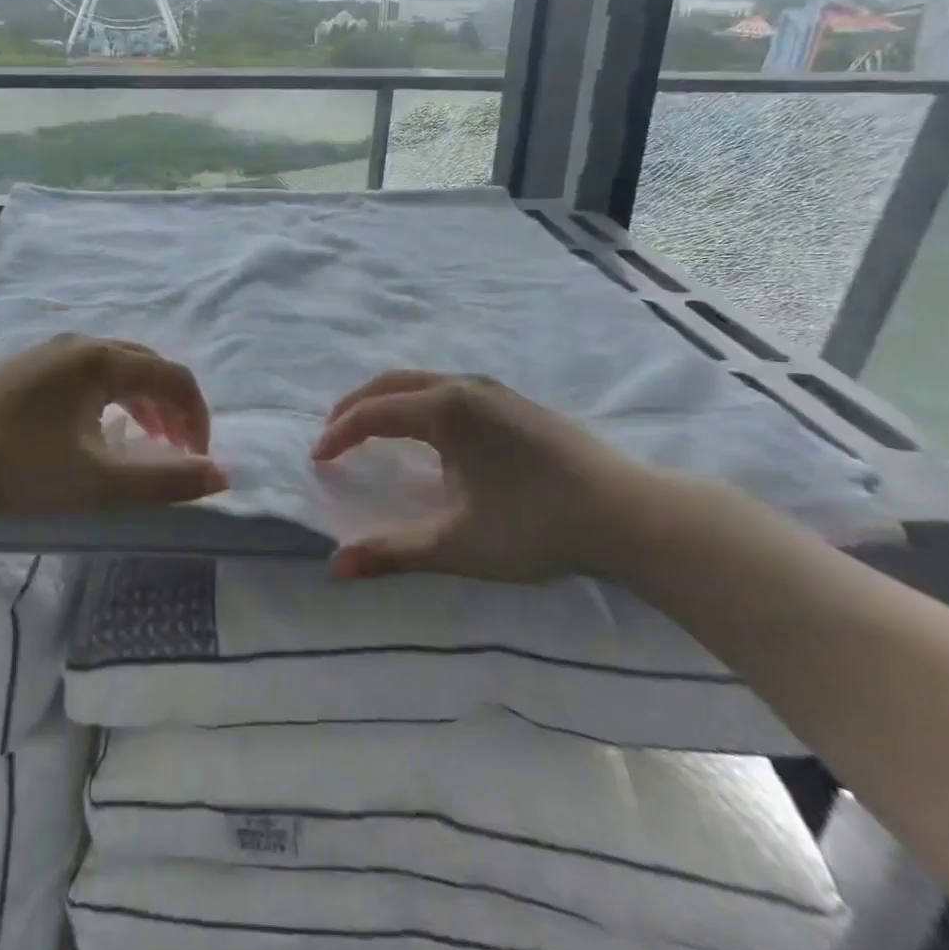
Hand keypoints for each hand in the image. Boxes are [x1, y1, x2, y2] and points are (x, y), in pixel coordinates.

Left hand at [0, 336, 226, 523]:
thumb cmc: (20, 467)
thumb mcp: (100, 482)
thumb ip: (166, 480)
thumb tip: (222, 476)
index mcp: (103, 360)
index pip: (172, 376)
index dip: (196, 415)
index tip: (199, 456)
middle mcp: (80, 344)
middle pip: (146, 365)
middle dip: (170, 406)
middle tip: (176, 448)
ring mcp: (49, 352)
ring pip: (115, 367)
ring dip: (140, 400)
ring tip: (144, 439)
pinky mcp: (26, 367)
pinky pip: (87, 372)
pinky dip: (109, 396)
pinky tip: (95, 428)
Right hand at [311, 370, 669, 582]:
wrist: (631, 514)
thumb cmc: (538, 527)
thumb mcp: (458, 545)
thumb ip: (393, 553)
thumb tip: (334, 568)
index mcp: (446, 410)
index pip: (373, 413)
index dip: (339, 435)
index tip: (317, 461)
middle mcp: (464, 386)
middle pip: (391, 383)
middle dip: (354, 406)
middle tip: (332, 435)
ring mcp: (492, 389)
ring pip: (421, 381)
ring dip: (386, 400)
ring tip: (369, 430)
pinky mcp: (513, 400)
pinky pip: (446, 387)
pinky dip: (415, 401)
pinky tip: (425, 432)